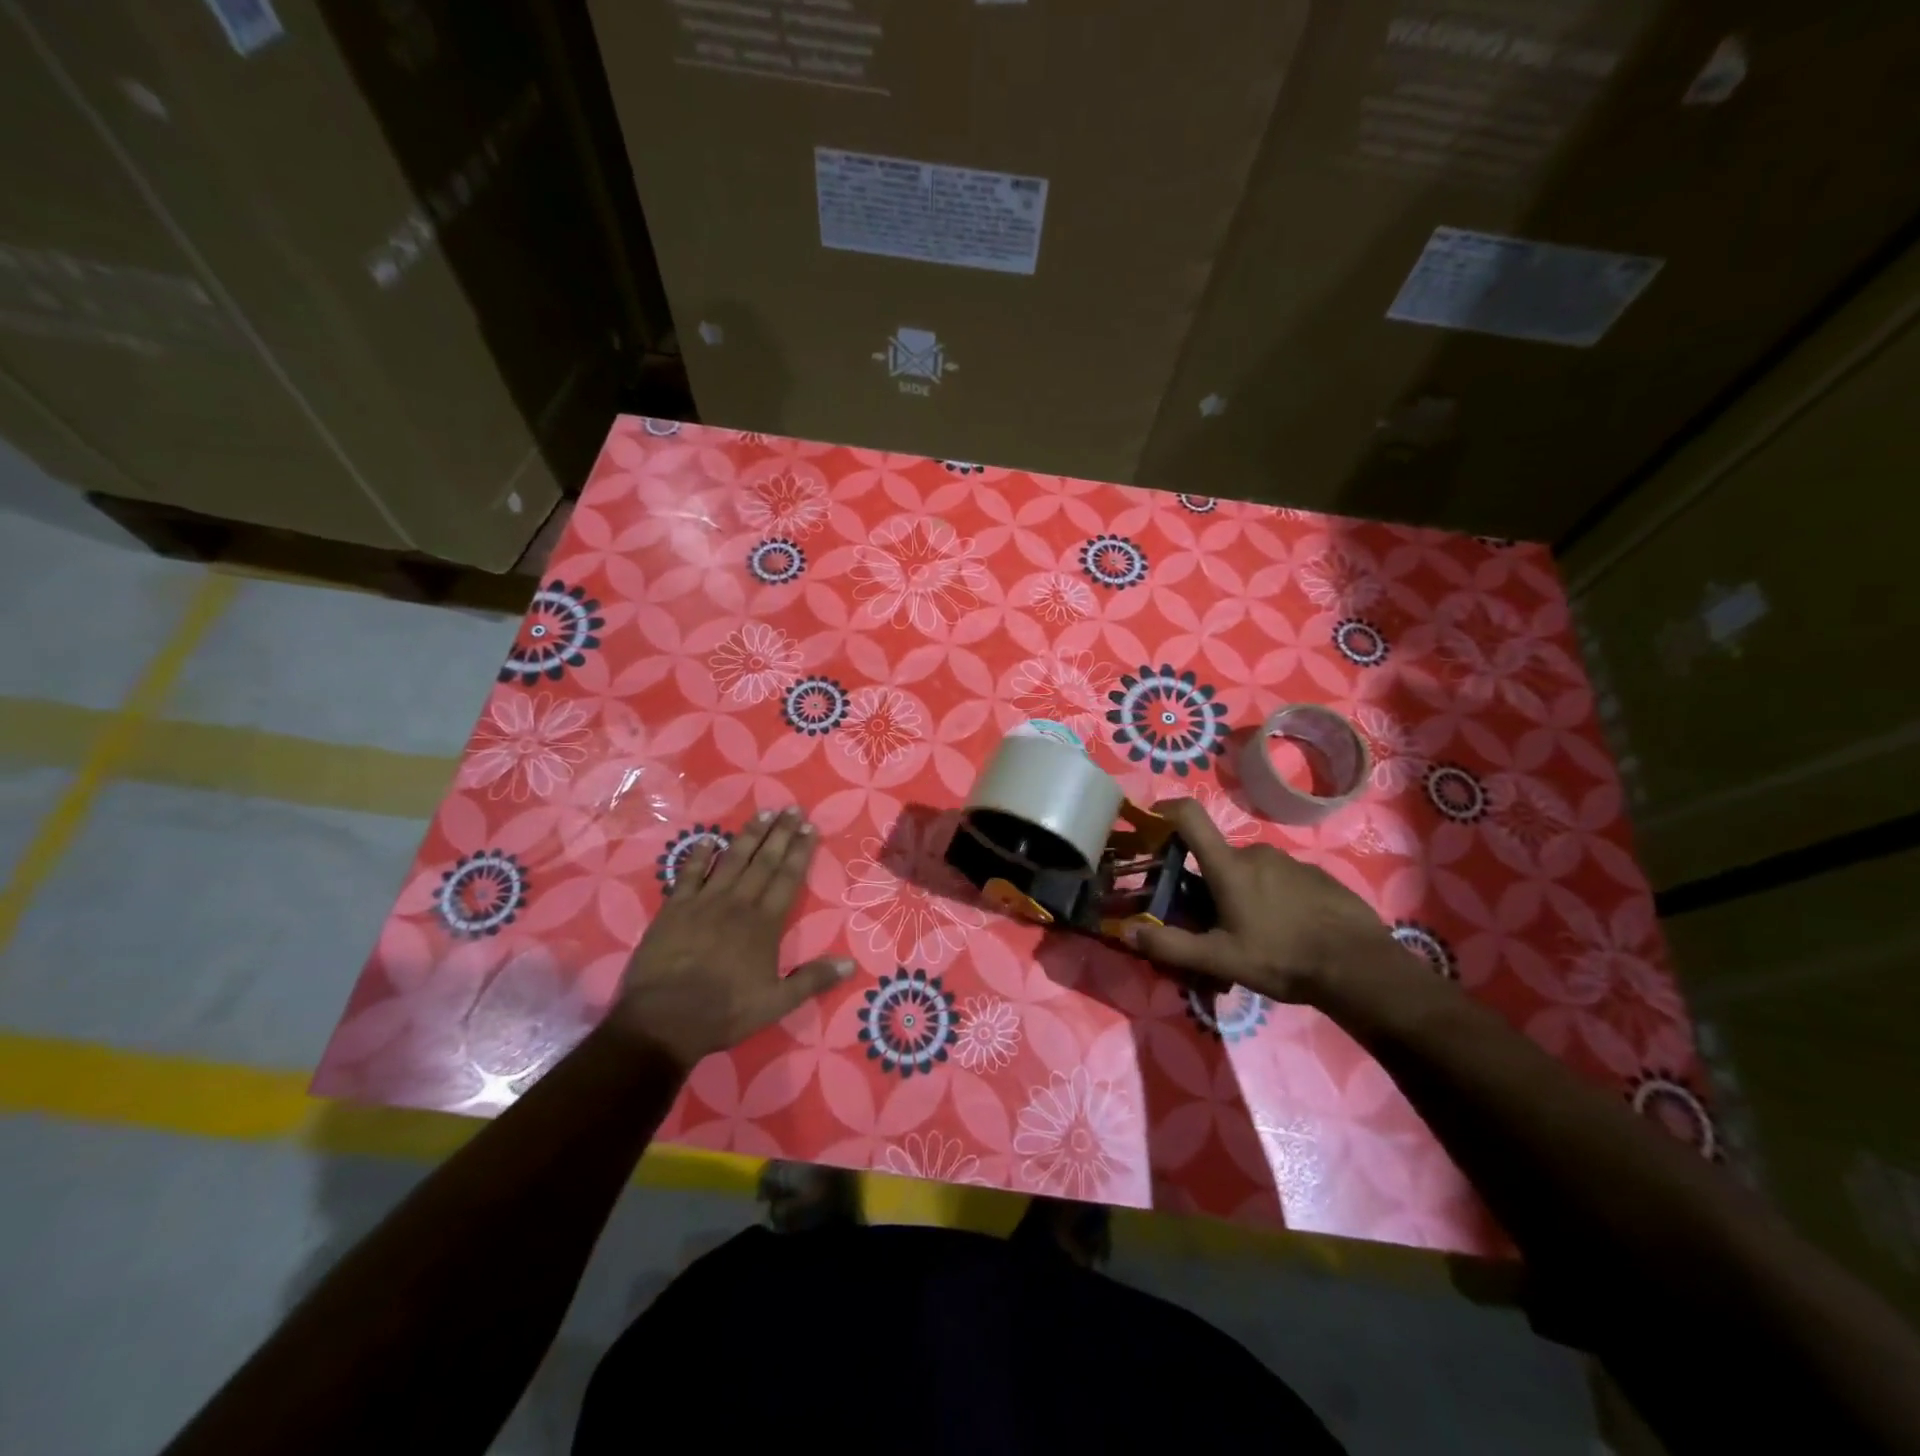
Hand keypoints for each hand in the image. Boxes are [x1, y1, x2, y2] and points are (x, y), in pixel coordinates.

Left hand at [607, 806, 852, 1072]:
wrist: (664, 1019)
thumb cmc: (724, 1012)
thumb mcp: (776, 1003)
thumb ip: (812, 980)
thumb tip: (850, 964)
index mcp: (765, 923)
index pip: (788, 878)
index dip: (800, 851)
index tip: (810, 827)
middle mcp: (738, 903)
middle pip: (764, 861)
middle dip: (780, 833)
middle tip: (792, 808)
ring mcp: (704, 902)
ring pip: (732, 860)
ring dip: (749, 835)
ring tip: (763, 812)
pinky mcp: (675, 908)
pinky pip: (690, 873)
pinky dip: (700, 855)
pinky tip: (709, 839)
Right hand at [1130, 798, 1406, 1004]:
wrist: (1360, 967)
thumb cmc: (1282, 958)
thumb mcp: (1221, 960)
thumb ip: (1171, 946)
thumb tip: (1127, 933)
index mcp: (1228, 866)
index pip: (1190, 817)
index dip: (1167, 809)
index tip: (1153, 818)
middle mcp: (1257, 853)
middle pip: (1219, 858)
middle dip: (1210, 883)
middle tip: (1214, 923)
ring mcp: (1291, 861)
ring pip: (1252, 871)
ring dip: (1244, 893)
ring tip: (1254, 935)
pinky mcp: (1317, 875)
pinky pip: (1282, 880)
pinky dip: (1274, 898)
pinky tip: (1287, 931)